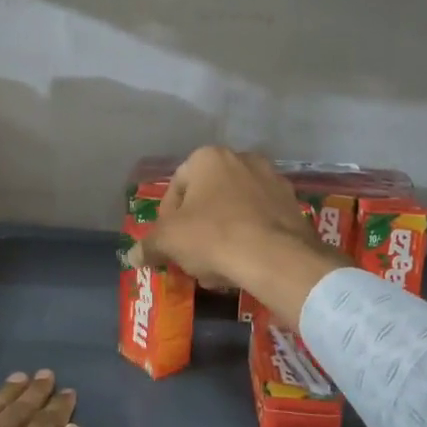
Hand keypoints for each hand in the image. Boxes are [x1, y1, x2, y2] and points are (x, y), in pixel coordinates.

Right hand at [127, 147, 348, 326]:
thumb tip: (132, 255)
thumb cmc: (213, 237)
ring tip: (218, 268)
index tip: (169, 244)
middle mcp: (242, 159)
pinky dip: (249, 238)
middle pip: (208, 198)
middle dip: (197, 228)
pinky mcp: (293, 204)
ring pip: (235, 210)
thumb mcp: (169, 241)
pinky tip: (243, 266)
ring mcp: (272, 180)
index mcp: (208, 157)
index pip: (177, 187)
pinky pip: (260, 221)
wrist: (276, 258)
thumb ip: (148, 245)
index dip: (167, 219)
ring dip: (222, 235)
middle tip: (192, 257)